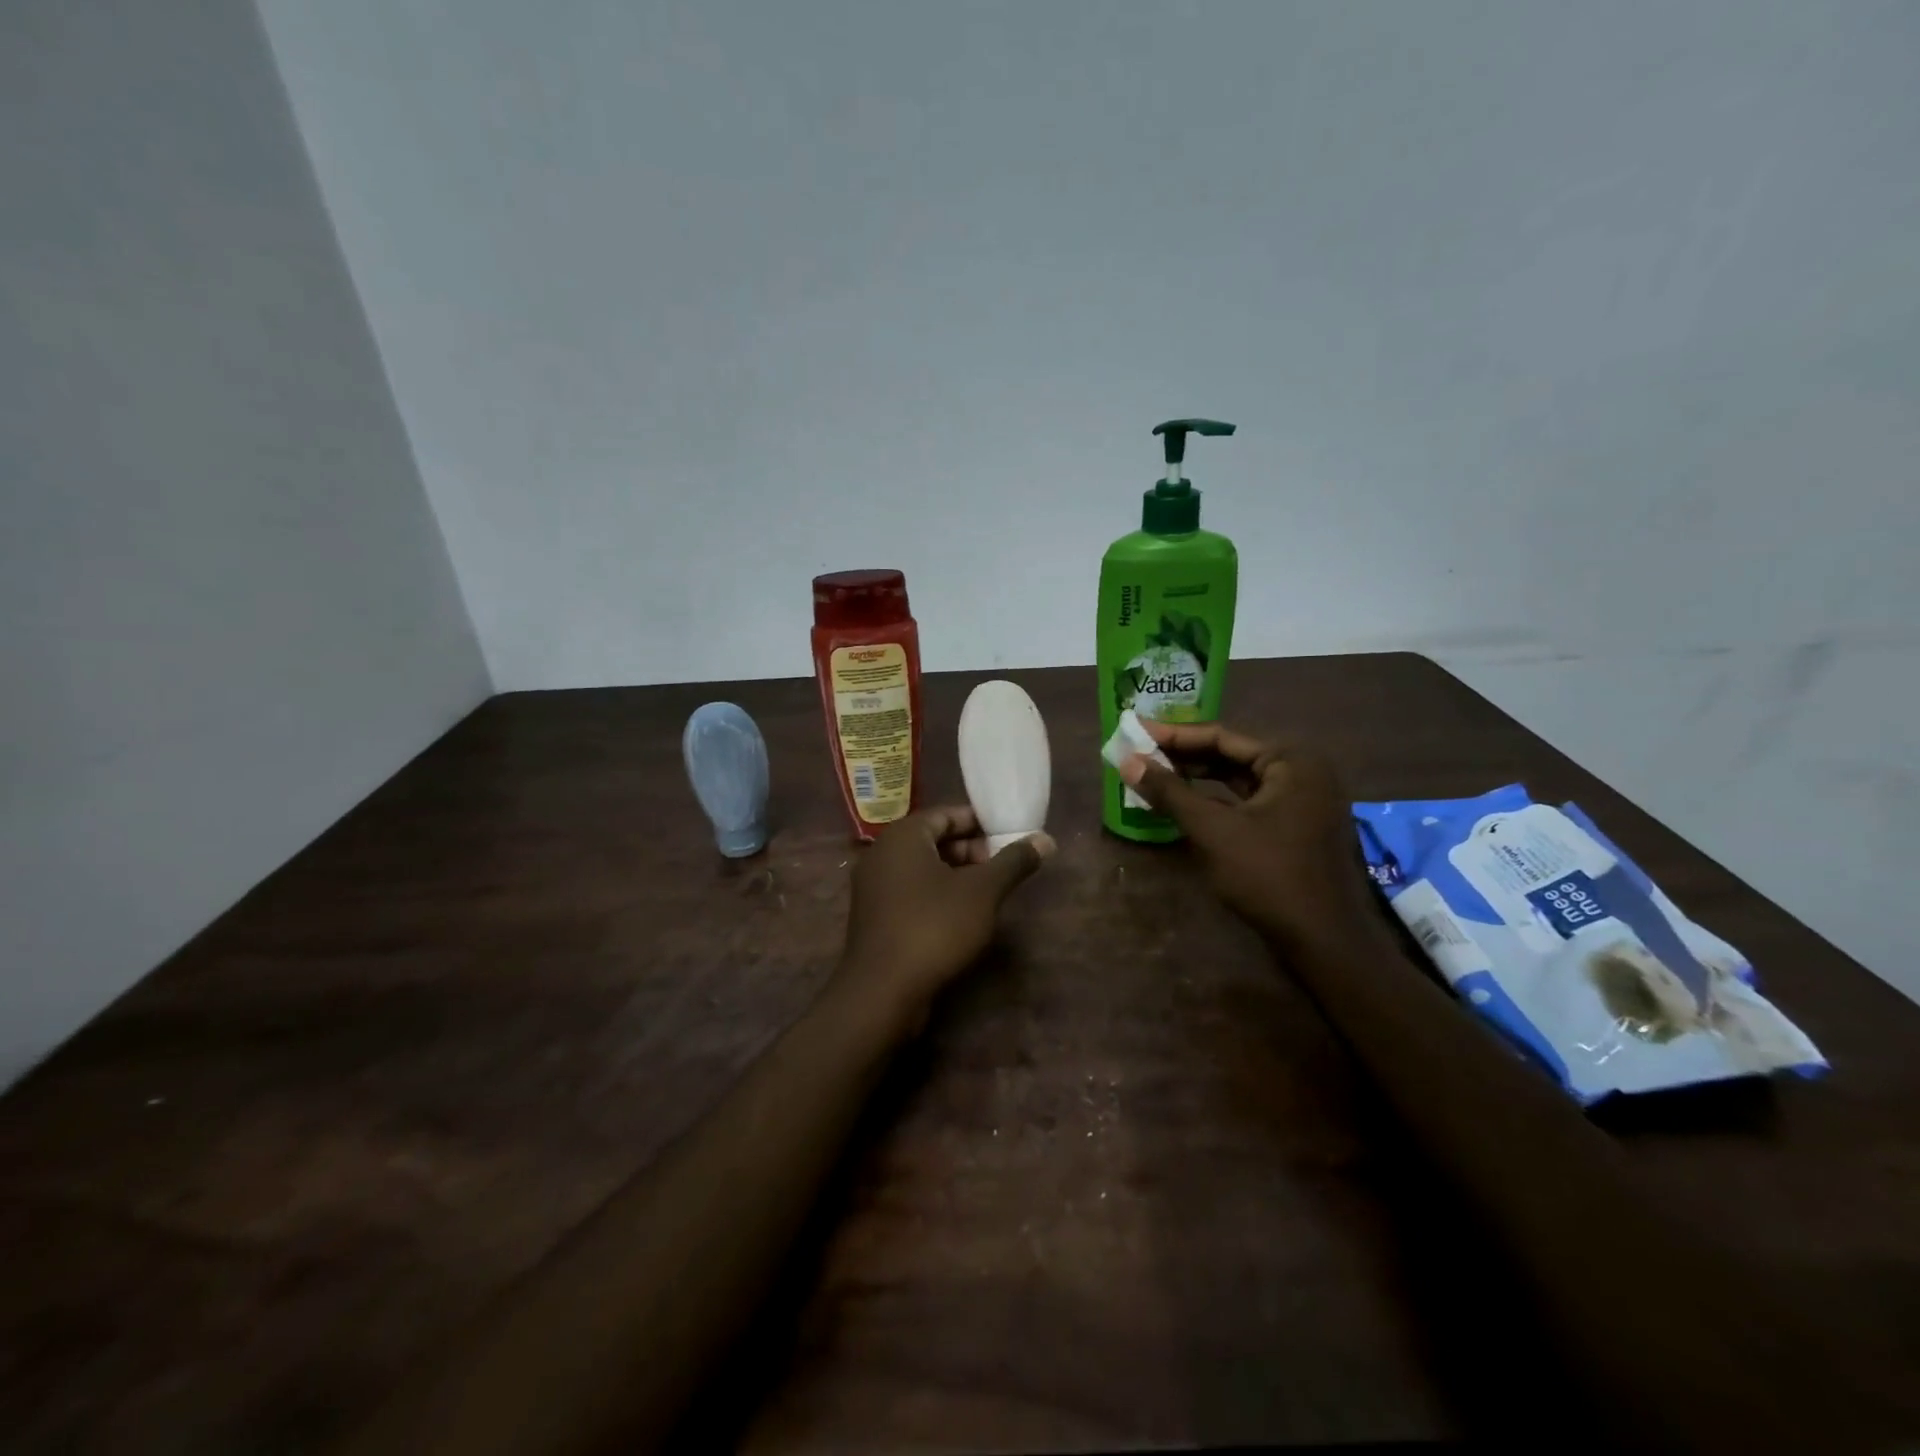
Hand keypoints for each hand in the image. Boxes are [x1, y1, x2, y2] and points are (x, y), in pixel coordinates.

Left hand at [832, 807, 1052, 1036]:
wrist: (882, 991)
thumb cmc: (934, 928)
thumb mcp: (983, 892)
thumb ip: (1013, 862)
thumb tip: (1046, 839)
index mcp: (903, 836)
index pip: (947, 814)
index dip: (982, 824)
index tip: (1011, 839)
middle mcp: (882, 853)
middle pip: (934, 840)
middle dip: (971, 851)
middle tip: (1004, 868)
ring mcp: (874, 887)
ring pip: (923, 868)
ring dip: (957, 875)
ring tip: (990, 892)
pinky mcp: (875, 916)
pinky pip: (911, 892)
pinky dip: (937, 895)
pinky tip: (963, 916)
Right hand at [1117, 723, 1377, 949]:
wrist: (1323, 941)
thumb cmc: (1268, 875)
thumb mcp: (1213, 830)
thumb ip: (1169, 792)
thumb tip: (1126, 760)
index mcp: (1291, 760)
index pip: (1221, 736)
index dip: (1173, 736)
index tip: (1135, 732)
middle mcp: (1302, 771)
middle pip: (1231, 755)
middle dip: (1183, 756)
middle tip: (1139, 753)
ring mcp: (1302, 800)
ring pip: (1238, 779)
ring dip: (1197, 778)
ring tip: (1154, 775)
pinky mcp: (1295, 826)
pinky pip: (1248, 801)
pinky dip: (1215, 800)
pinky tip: (1183, 804)